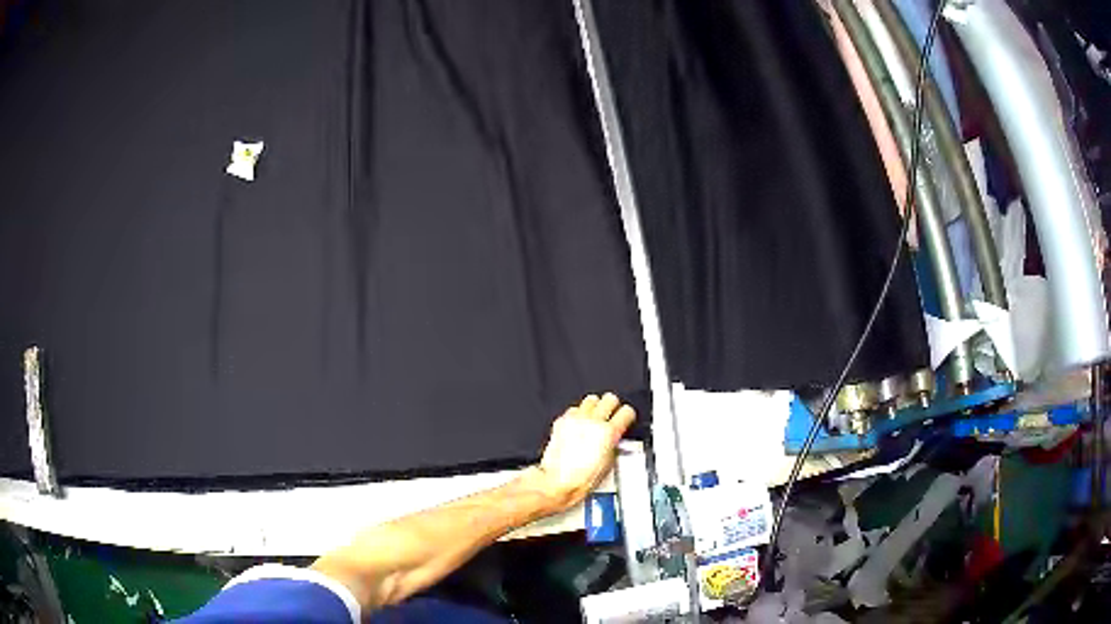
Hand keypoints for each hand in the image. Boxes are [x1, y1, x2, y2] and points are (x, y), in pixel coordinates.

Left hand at [524, 393, 635, 513]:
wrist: (558, 482)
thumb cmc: (581, 479)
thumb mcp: (609, 463)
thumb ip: (614, 444)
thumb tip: (615, 438)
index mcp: (609, 433)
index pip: (626, 412)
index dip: (628, 415)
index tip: (626, 418)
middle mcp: (592, 422)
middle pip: (609, 398)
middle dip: (612, 406)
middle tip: (611, 414)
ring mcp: (576, 420)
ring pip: (591, 399)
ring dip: (595, 407)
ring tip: (594, 417)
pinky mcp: (561, 421)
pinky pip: (573, 409)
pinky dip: (578, 414)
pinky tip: (578, 425)